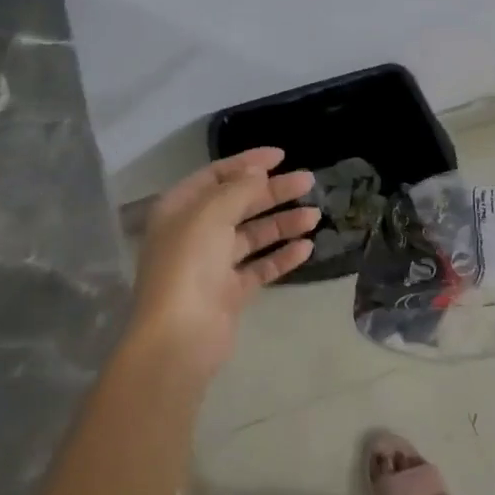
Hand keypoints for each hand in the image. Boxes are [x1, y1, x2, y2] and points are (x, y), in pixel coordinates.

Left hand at [130, 148, 318, 373]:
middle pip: (238, 204)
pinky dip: (281, 257)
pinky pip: (259, 268)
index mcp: (179, 208)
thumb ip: (238, 188)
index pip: (216, 175)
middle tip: (308, 183)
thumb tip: (258, 171)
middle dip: (273, 192)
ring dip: (282, 224)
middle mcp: (194, 232)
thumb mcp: (211, 213)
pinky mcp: (229, 293)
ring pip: (252, 236)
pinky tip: (306, 248)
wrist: (179, 337)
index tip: (281, 157)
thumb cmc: (189, 264)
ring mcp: (212, 265)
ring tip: (315, 216)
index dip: (248, 163)